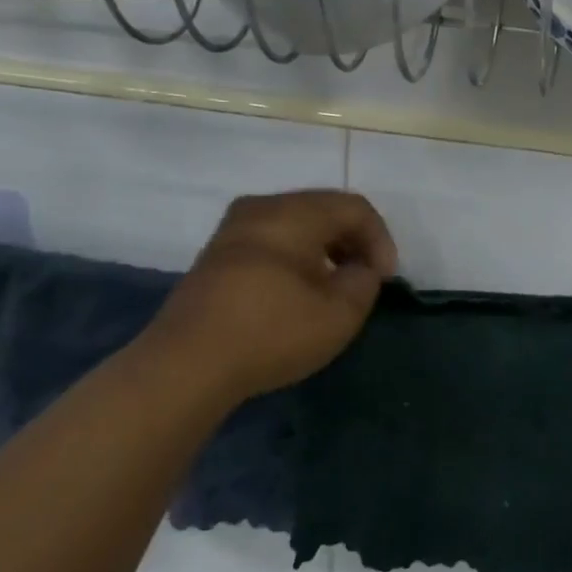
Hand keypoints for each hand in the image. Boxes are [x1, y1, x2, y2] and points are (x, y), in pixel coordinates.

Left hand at [140, 190, 397, 405]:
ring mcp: (233, 230)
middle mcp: (261, 207)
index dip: (380, 239)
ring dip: (326, 250)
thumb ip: (364, 280)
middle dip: (354, 241)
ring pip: (296, 224)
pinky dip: (298, 257)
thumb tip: (359, 268)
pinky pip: (272, 240)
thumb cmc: (271, 332)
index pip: (354, 207)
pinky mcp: (217, 255)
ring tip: (337, 286)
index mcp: (293, 212)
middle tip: (367, 277)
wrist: (186, 365)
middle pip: (324, 210)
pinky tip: (300, 291)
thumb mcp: (340, 313)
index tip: (386, 278)